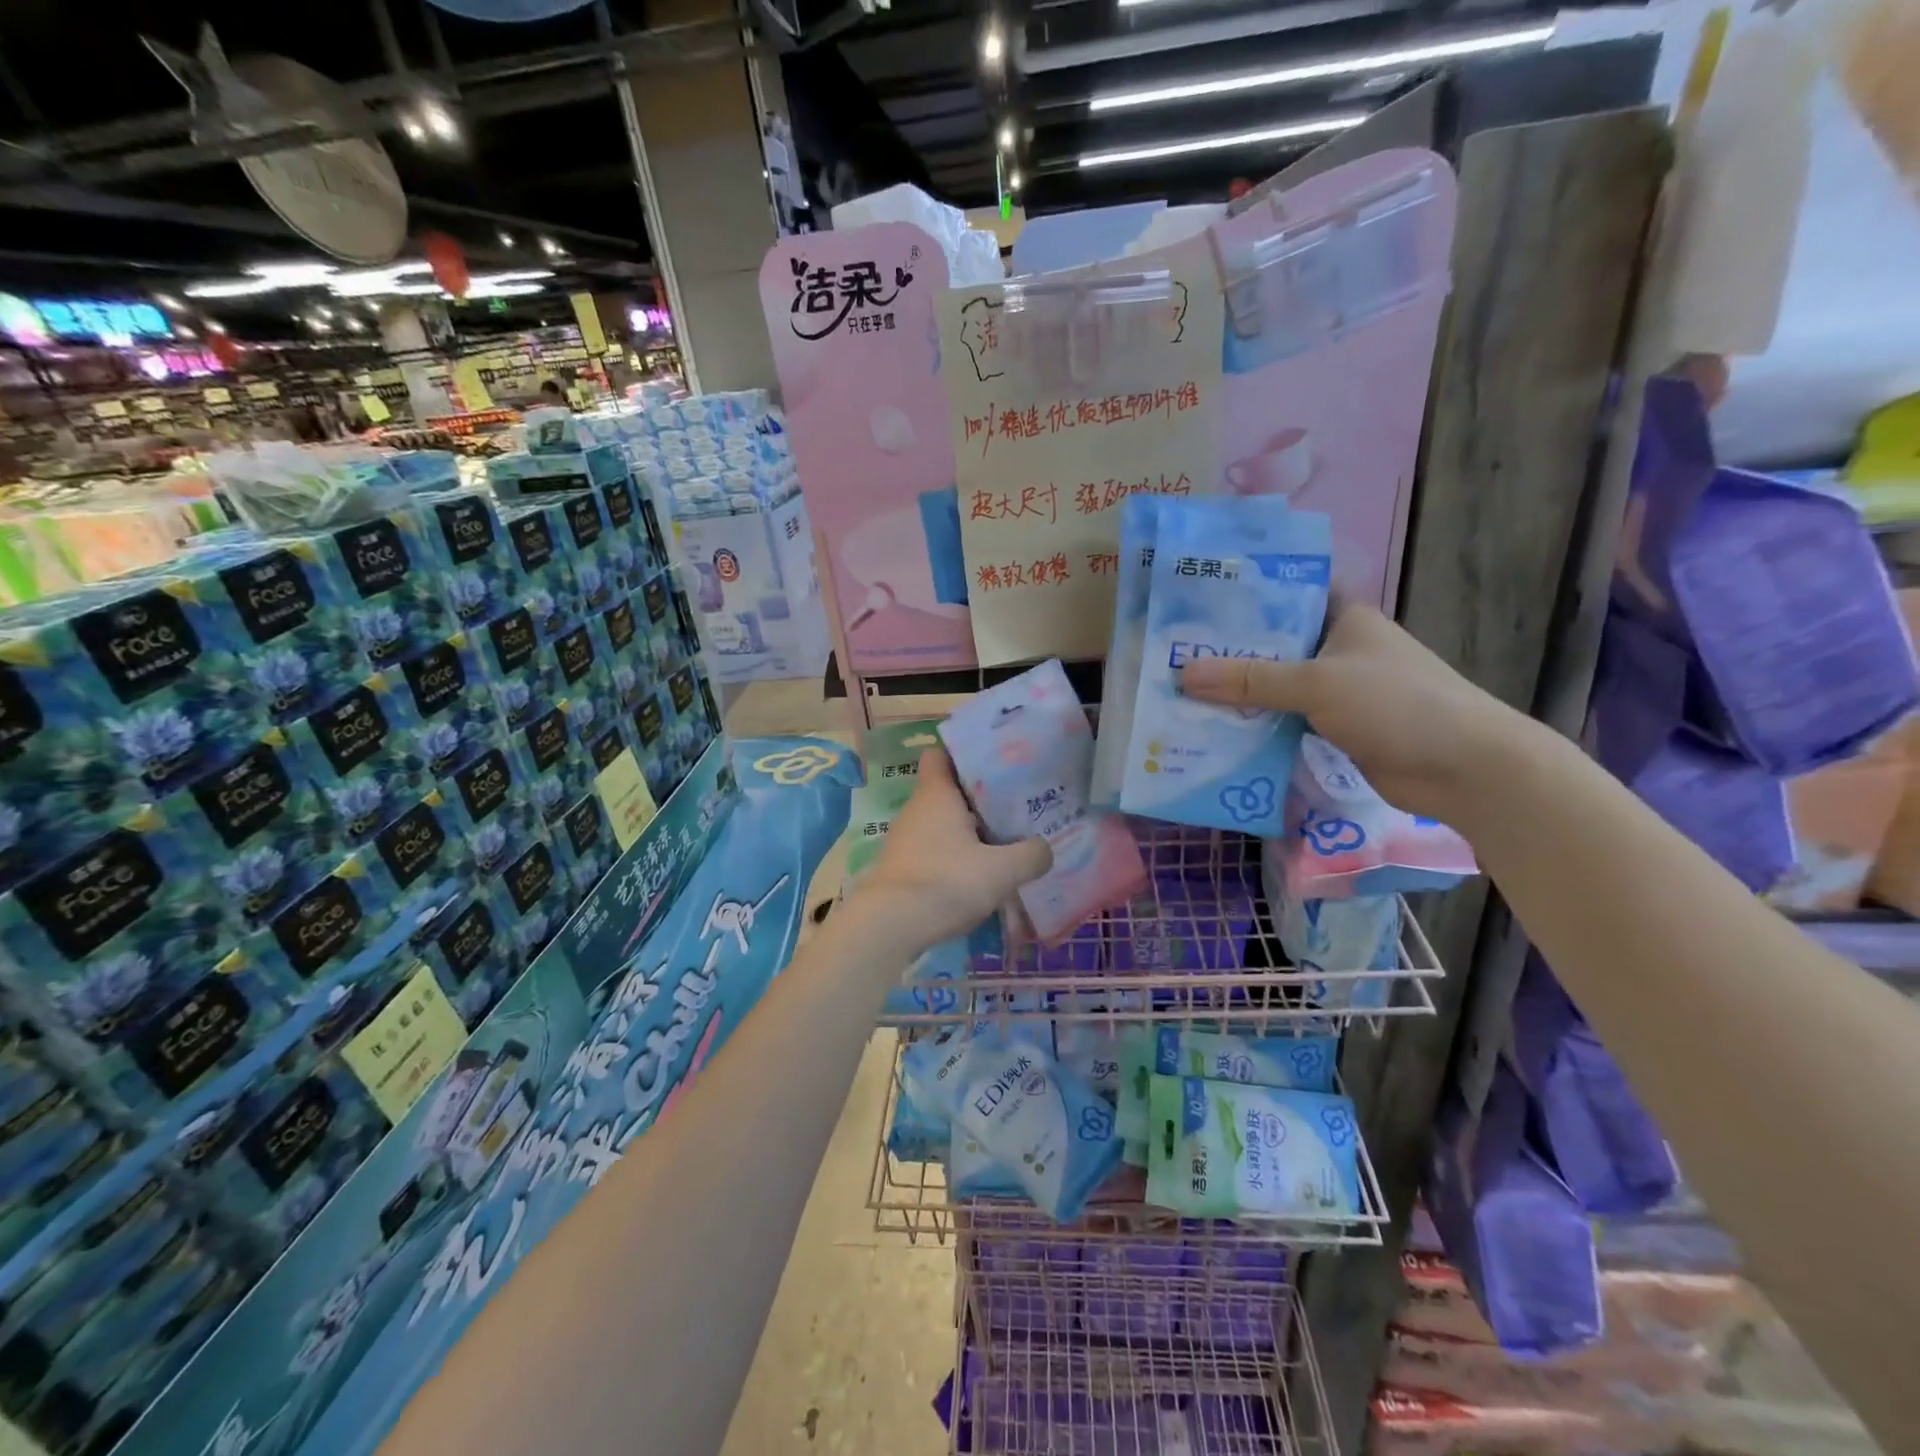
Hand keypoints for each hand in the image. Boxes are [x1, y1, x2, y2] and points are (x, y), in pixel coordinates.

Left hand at [850, 746, 1050, 953]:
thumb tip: (1045, 848)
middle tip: (1014, 808)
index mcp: (936, 794)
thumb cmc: (947, 882)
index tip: (994, 765)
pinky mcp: (900, 867)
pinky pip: (932, 850)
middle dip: (978, 799)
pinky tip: (976, 876)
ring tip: (1002, 843)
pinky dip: (952, 857)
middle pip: (947, 791)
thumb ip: (1030, 855)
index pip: (941, 755)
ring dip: (967, 831)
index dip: (964, 755)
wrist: (890, 926)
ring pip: (941, 823)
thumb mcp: (1002, 870)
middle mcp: (916, 809)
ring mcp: (904, 839)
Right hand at [1178, 596, 1529, 823]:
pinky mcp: (1332, 726)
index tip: (1191, 605)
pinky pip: (1282, 719)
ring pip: (1273, 686)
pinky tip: (1213, 729)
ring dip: (1235, 694)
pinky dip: (1253, 724)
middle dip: (1225, 653)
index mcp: (1342, 618)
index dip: (1240, 599)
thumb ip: (1250, 679)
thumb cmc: (1396, 704)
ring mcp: (1335, 690)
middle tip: (1169, 654)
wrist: (1462, 768)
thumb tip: (1183, 674)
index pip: (1284, 595)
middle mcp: (1336, 648)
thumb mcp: (1317, 683)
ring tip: (1178, 692)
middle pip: (1270, 645)